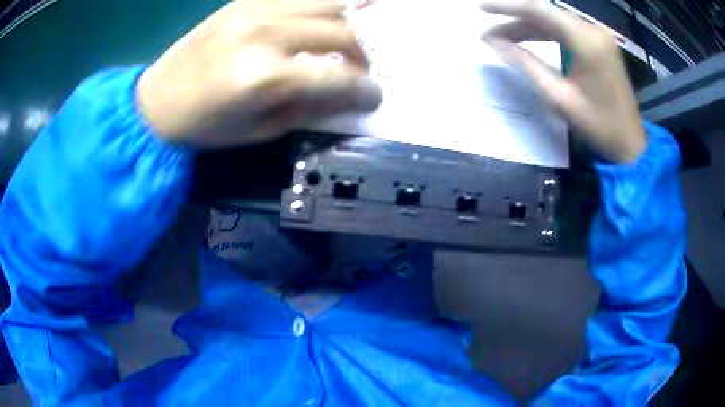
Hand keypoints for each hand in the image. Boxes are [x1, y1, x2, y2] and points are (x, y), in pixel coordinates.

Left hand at [136, 0, 380, 147]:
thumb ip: (311, 108)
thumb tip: (350, 96)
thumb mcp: (260, 131)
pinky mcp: (247, 0)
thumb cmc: (205, 126)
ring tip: (348, 42)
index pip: (340, 75)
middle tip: (362, 71)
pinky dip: (326, 2)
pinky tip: (335, 11)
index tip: (376, 95)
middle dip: (364, 54)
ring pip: (329, 3)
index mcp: (266, 76)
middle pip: (341, 31)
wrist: (157, 101)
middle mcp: (266, 33)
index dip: (367, 88)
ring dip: (350, 23)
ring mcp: (256, 9)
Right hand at [480, 0, 645, 162]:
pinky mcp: (600, 44)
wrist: (630, 144)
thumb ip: (526, 64)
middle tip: (490, 34)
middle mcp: (593, 30)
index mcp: (585, 40)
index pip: (538, 9)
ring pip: (555, 21)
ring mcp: (598, 35)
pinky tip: (529, 40)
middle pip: (546, 13)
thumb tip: (494, 43)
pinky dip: (546, 33)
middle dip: (515, 20)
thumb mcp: (558, 97)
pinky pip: (566, 30)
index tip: (481, 8)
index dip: (506, 6)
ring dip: (528, 27)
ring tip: (503, 39)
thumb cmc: (598, 125)